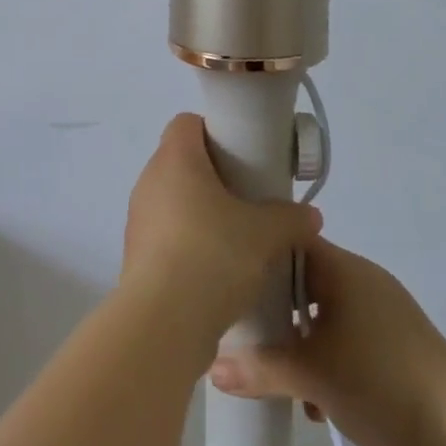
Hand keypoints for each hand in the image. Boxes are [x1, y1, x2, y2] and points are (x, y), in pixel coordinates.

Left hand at [120, 114, 322, 341]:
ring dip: (201, 214)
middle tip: (248, 199)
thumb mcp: (264, 234)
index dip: (214, 131)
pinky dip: (188, 244)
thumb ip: (290, 218)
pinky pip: (167, 236)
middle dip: (214, 177)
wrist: (163, 323)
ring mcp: (139, 219)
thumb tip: (310, 215)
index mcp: (175, 159)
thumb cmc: (212, 255)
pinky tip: (215, 272)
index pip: (187, 123)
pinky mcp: (136, 256)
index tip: (242, 156)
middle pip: (182, 162)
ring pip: (174, 201)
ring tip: (236, 241)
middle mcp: (149, 180)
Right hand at [208, 238, 445, 445]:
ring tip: (287, 379)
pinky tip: (322, 400)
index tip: (234, 280)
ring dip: (305, 342)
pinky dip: (331, 357)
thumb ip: (260, 369)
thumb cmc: (377, 377)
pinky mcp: (398, 340)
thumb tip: (212, 368)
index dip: (259, 256)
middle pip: (305, 280)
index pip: (289, 241)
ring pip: (327, 312)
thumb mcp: (310, 375)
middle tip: (253, 337)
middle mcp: (361, 276)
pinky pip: (351, 335)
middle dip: (279, 312)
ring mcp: (383, 307)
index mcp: (340, 266)